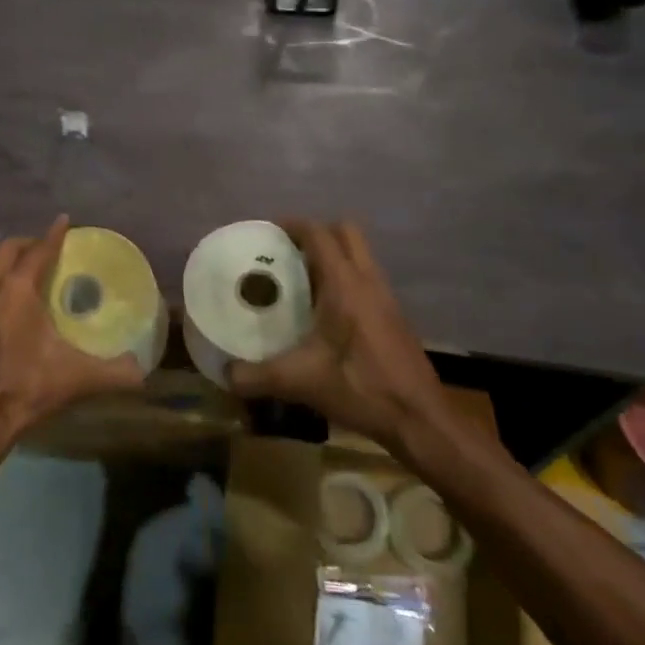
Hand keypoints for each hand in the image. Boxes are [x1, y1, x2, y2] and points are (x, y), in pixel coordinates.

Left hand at [0, 216, 145, 452]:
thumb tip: (142, 370)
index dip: (54, 234)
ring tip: (19, 263)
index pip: (38, 251)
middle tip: (48, 248)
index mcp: (18, 290)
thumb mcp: (79, 379)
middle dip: (28, 242)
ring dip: (1, 256)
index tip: (65, 221)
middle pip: (6, 249)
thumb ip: (116, 373)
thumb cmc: (29, 388)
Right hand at [228, 220, 454, 454]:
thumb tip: (225, 373)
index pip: (319, 234)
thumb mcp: (300, 382)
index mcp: (344, 285)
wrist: (419, 419)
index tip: (267, 233)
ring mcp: (386, 296)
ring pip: (359, 254)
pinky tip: (325, 311)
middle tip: (287, 252)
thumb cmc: (360, 388)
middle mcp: (367, 281)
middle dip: (316, 233)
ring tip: (301, 279)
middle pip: (345, 232)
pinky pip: (366, 277)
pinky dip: (345, 278)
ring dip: (333, 255)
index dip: (292, 225)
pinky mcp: (394, 315)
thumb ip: (257, 376)